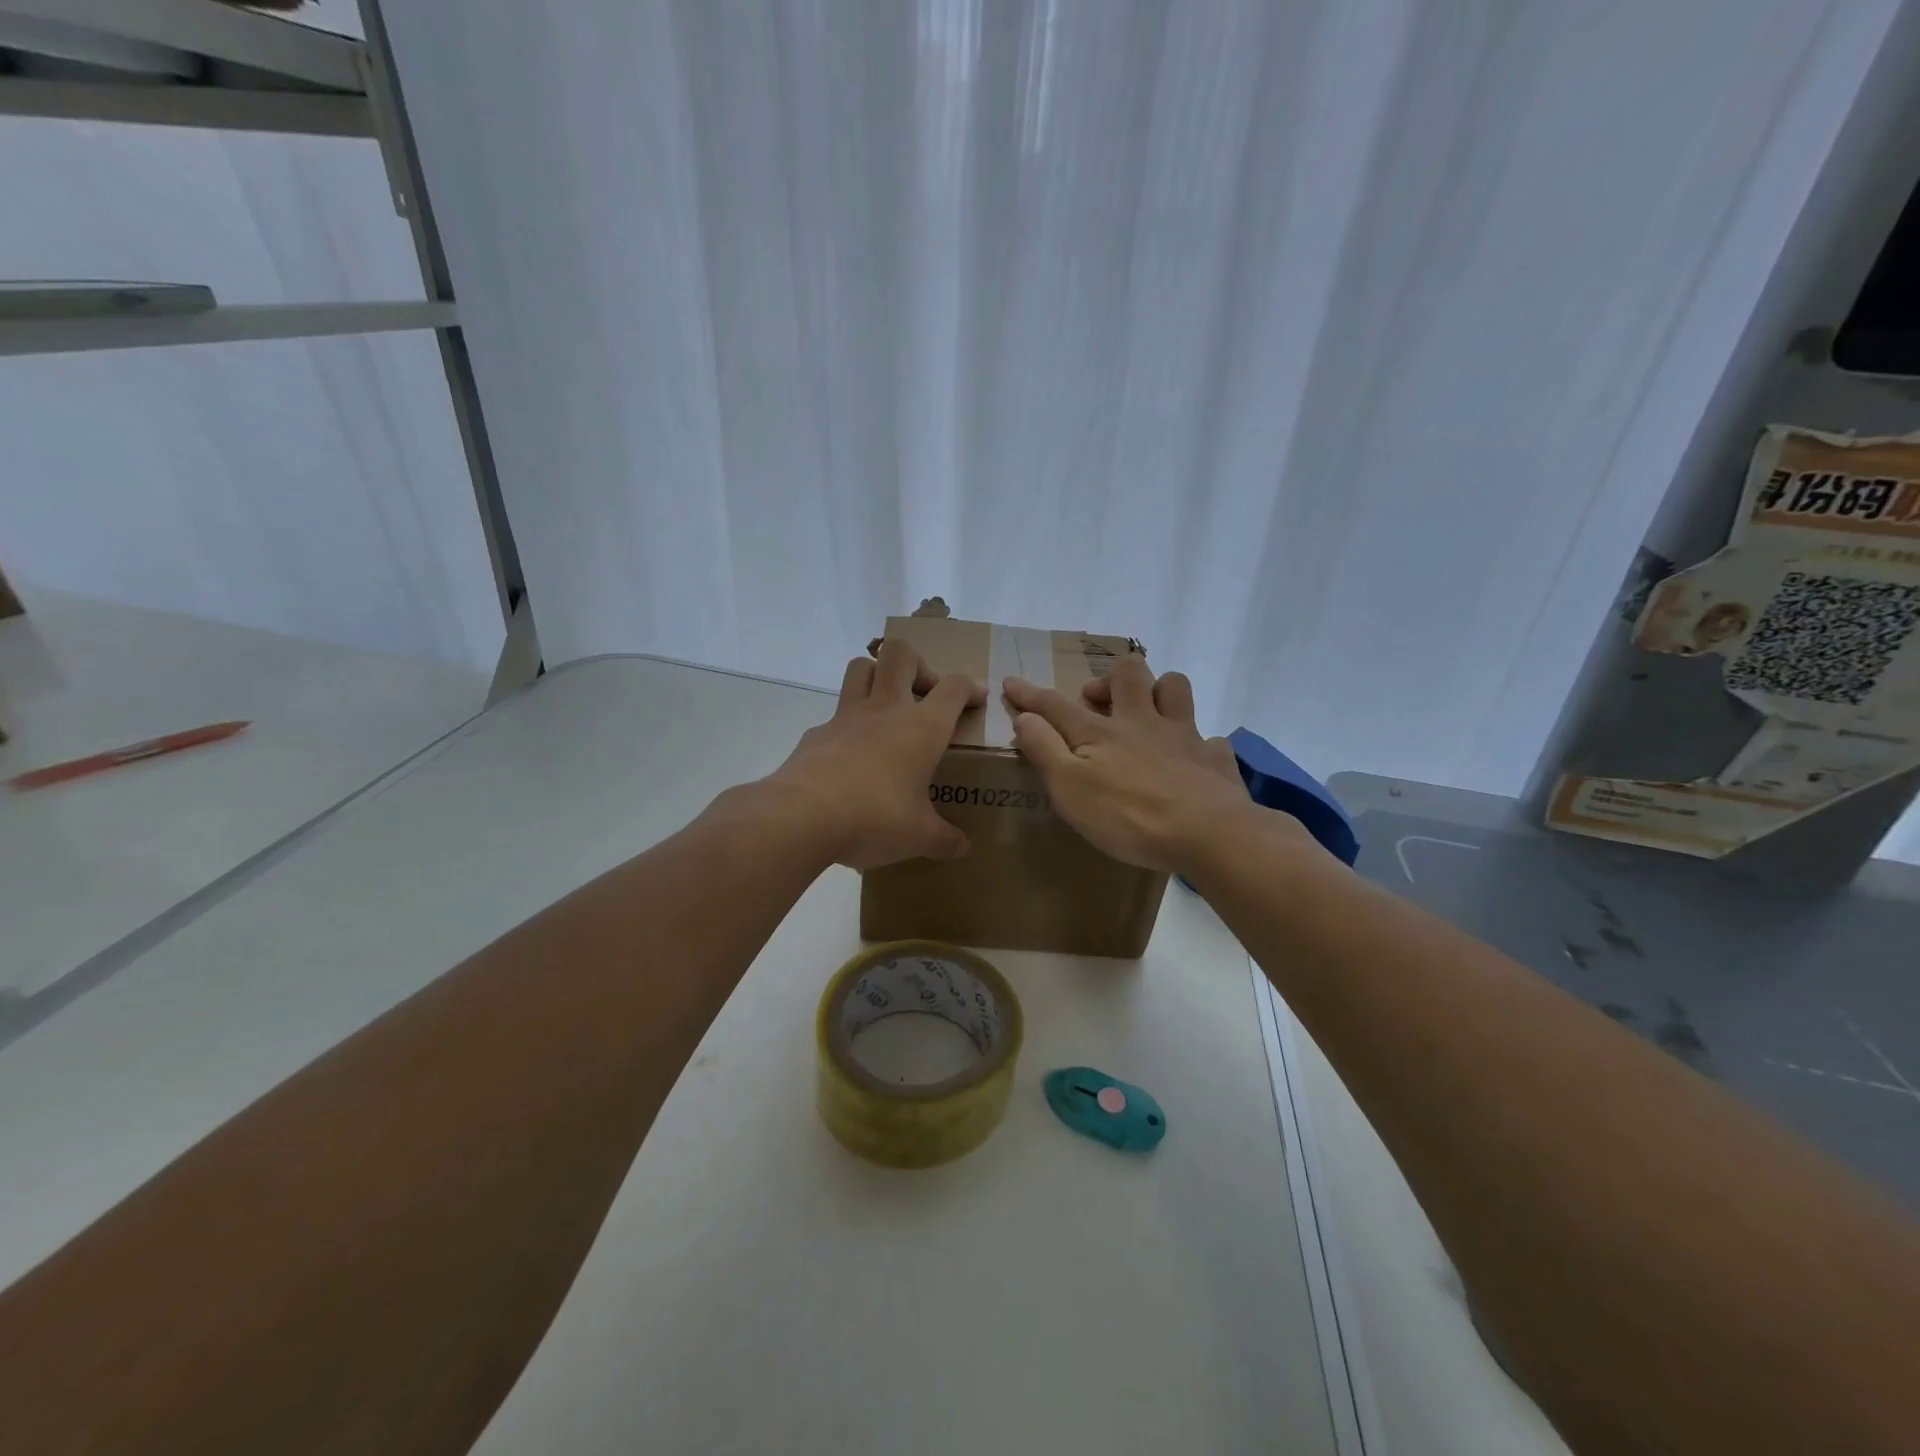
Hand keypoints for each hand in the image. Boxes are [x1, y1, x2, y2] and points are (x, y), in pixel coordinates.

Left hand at [761, 639, 982, 869]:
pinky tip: (851, 757)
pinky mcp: (816, 734)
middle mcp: (885, 710)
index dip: (970, 687)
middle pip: (900, 653)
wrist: (801, 817)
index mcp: (922, 728)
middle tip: (923, 698)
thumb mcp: (919, 836)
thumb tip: (962, 847)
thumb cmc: (874, 818)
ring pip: (861, 666)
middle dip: (918, 665)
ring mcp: (845, 717)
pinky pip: (835, 714)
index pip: (954, 686)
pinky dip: (848, 725)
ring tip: (887, 711)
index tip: (975, 701)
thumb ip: (944, 839)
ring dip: (877, 677)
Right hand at [1004, 656, 1285, 872]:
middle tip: (1096, 700)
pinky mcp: (1215, 760)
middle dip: (1109, 677)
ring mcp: (1184, 737)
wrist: (1207, 833)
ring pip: (1175, 689)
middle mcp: (1142, 722)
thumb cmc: (1127, 815)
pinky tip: (1191, 760)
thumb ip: (1044, 749)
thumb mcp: (1069, 787)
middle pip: (1129, 674)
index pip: (1056, 705)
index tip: (1011, 682)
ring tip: (1146, 712)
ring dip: (1159, 691)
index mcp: (1101, 732)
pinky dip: (1198, 744)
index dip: (1030, 694)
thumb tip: (1024, 716)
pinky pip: (1210, 739)